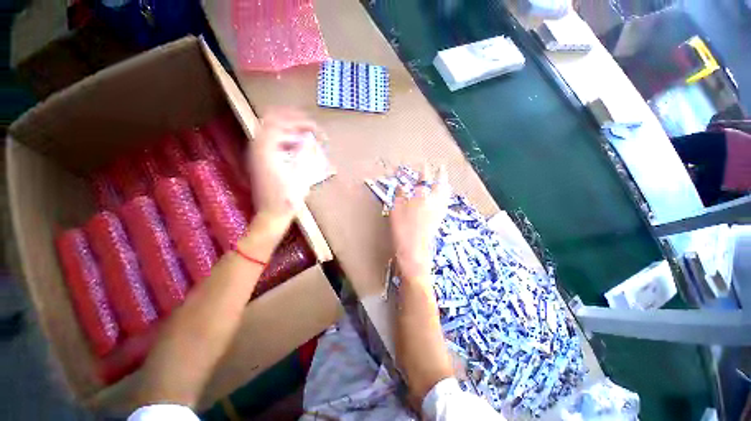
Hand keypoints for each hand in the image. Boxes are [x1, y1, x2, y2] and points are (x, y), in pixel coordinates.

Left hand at [247, 109, 319, 230]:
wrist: (272, 214)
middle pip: (271, 122)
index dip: (298, 121)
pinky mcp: (260, 161)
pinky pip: (270, 141)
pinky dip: (284, 138)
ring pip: (269, 130)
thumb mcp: (300, 177)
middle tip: (307, 123)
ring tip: (304, 131)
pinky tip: (296, 145)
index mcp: (266, 151)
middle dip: (291, 119)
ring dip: (287, 128)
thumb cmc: (287, 198)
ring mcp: (257, 155)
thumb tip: (309, 139)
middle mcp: (257, 149)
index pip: (279, 123)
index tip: (314, 126)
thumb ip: (304, 154)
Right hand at [389, 165, 450, 281]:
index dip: (424, 171)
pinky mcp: (439, 219)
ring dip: (444, 184)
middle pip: (440, 184)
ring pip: (445, 193)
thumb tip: (402, 185)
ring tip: (444, 179)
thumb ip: (399, 195)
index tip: (424, 164)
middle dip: (441, 175)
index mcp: (421, 196)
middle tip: (442, 167)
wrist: (414, 250)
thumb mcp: (395, 210)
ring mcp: (438, 210)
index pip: (423, 179)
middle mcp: (433, 201)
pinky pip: (445, 203)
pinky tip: (443, 196)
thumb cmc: (402, 228)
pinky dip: (444, 196)